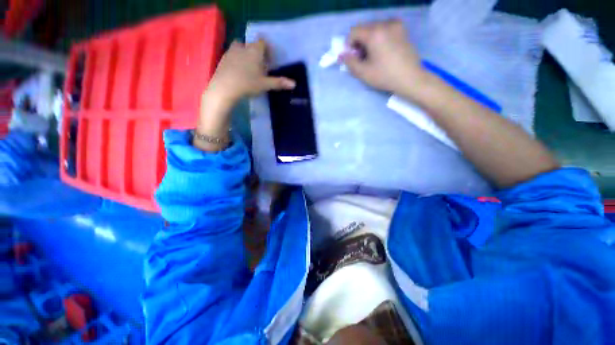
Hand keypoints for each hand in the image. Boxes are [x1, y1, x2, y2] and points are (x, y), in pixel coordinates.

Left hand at [205, 39, 295, 104]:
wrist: (224, 88)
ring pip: (239, 49)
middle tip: (259, 66)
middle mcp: (242, 47)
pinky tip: (238, 74)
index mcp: (254, 51)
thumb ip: (279, 83)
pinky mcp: (222, 60)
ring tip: (248, 70)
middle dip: (255, 53)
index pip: (262, 43)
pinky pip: (231, 56)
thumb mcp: (265, 85)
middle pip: (250, 45)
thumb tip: (294, 84)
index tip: (270, 61)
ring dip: (245, 56)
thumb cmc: (248, 84)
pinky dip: (236, 62)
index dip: (267, 50)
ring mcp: (230, 52)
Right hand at [342, 20, 425, 95]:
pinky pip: (385, 29)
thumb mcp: (363, 72)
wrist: (410, 78)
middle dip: (359, 42)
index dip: (349, 44)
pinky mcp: (402, 29)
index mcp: (374, 33)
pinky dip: (379, 37)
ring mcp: (396, 25)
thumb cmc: (385, 76)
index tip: (352, 57)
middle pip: (364, 28)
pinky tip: (382, 50)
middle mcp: (385, 23)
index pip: (354, 31)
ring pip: (374, 28)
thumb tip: (342, 55)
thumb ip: (350, 62)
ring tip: (372, 55)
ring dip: (368, 40)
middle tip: (361, 58)